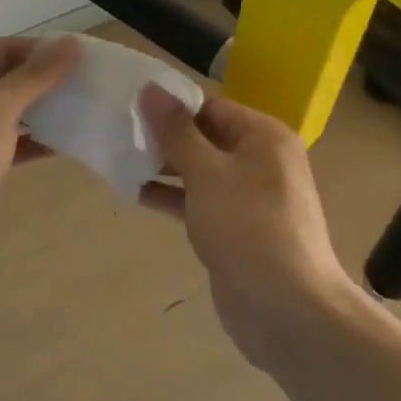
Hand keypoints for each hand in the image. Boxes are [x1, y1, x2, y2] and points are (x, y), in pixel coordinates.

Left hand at [0, 35, 79, 300]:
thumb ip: (36, 75)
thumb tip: (71, 43)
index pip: (4, 49)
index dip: (44, 50)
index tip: (85, 60)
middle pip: (5, 79)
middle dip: (45, 81)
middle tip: (88, 87)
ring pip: (6, 115)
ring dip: (41, 112)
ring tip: (81, 113)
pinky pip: (4, 146)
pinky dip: (31, 143)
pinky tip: (61, 147)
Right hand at [138, 85, 357, 367]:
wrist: (287, 311)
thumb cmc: (249, 229)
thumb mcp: (208, 174)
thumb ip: (177, 132)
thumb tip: (151, 89)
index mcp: (262, 136)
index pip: (209, 105)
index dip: (169, 102)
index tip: (126, 100)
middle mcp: (258, 159)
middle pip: (203, 135)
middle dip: (162, 135)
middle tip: (114, 128)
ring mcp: (245, 196)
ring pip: (197, 169)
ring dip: (161, 166)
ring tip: (116, 156)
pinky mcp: (232, 227)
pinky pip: (197, 200)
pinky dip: (170, 195)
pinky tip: (133, 191)